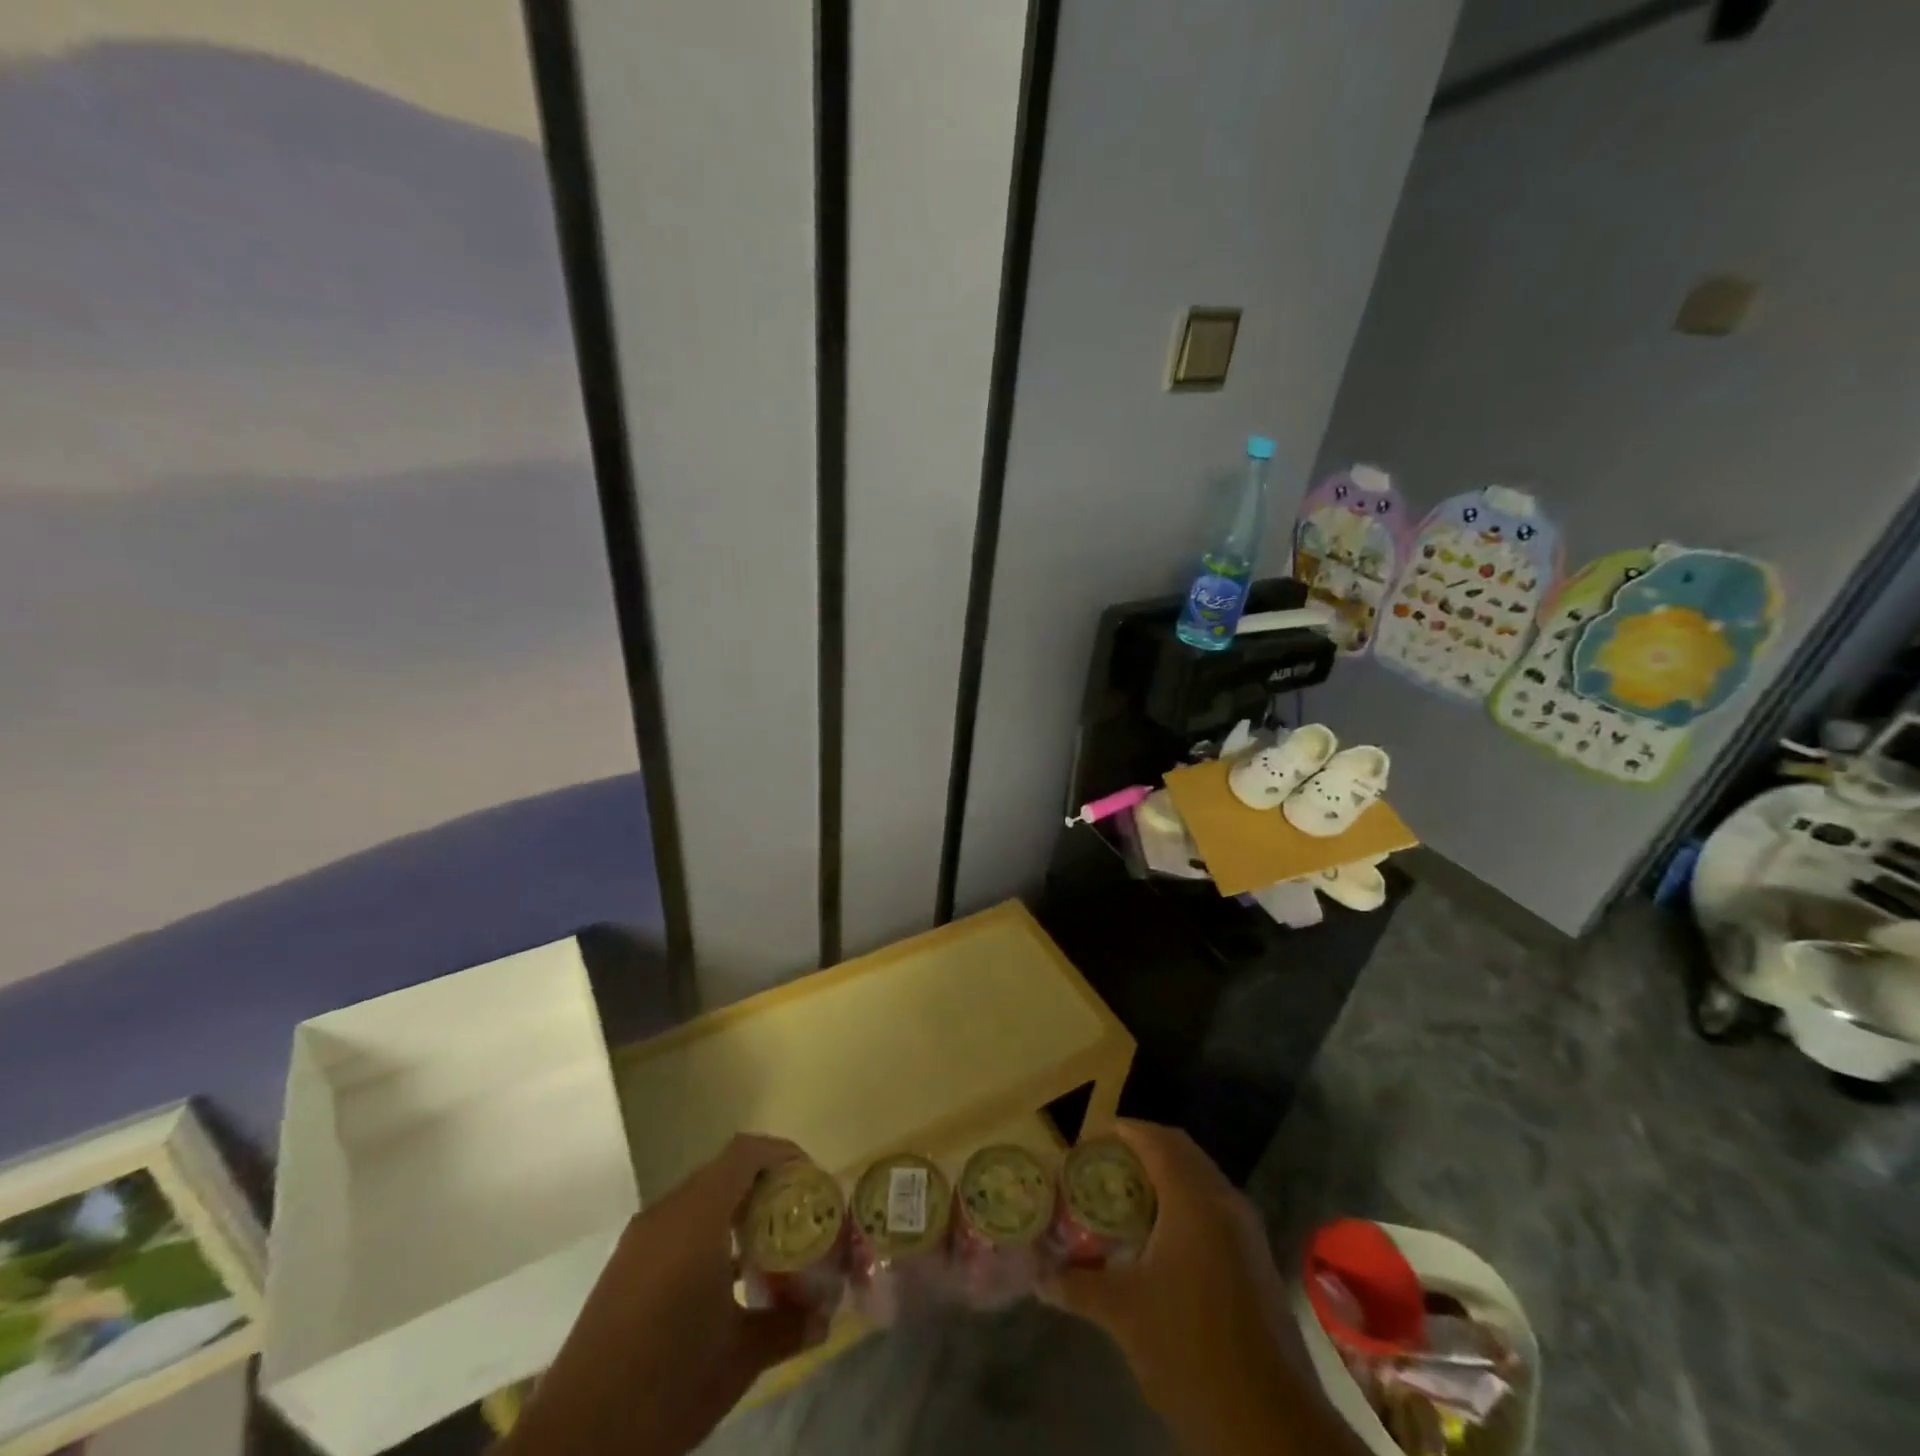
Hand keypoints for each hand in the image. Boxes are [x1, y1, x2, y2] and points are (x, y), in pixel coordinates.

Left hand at [499, 1134, 823, 1455]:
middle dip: (767, 1186)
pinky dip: (710, 1233)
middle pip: (726, 1171)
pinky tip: (726, 1280)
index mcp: (696, 1218)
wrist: (571, 1446)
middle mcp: (666, 1214)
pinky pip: (679, 1225)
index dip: (784, 1155)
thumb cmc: (665, 1386)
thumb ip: (788, 1326)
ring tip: (770, 1248)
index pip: (746, 1152)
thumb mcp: (739, 1359)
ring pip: (701, 1198)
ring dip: (738, 1211)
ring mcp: (640, 1239)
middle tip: (798, 1218)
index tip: (812, 1183)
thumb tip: (826, 1315)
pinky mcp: (624, 1267)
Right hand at [1043, 1120, 1356, 1455]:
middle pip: (1179, 1151)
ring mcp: (1247, 1230)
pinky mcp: (1256, 1259)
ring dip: (1162, 1177)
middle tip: (1100, 1168)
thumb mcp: (1123, 1314)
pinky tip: (1157, 1240)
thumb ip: (1076, 1284)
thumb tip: (1037, 1274)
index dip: (1118, 1132)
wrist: (1272, 1426)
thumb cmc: (1190, 1350)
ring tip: (1122, 1200)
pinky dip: (1183, 1204)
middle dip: (1138, 1151)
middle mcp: (1225, 1201)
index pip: (1154, 1138)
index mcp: (1194, 1199)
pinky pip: (1214, 1207)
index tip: (1085, 1143)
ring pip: (1200, 1179)